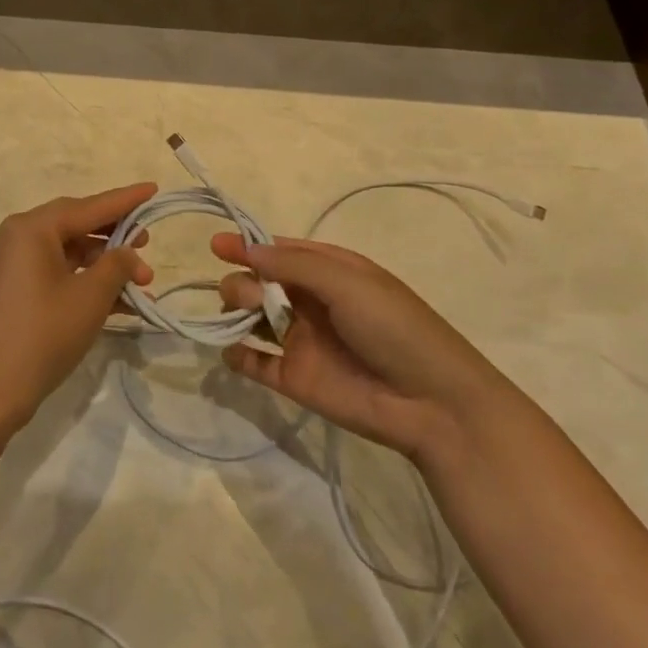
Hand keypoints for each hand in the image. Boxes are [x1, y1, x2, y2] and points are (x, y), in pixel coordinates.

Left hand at [0, 184, 156, 434]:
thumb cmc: (42, 334)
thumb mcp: (89, 297)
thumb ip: (116, 265)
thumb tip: (128, 253)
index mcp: (32, 229)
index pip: (88, 206)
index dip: (125, 200)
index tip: (153, 189)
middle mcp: (17, 239)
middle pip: (76, 226)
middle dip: (115, 237)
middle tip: (147, 243)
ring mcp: (12, 267)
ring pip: (68, 254)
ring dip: (104, 267)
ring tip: (141, 284)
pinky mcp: (12, 294)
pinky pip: (56, 276)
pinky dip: (84, 284)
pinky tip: (118, 304)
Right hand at [213, 234, 495, 462]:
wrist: (430, 402)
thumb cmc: (393, 327)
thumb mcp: (347, 282)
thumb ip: (293, 265)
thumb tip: (247, 250)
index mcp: (329, 271)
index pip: (280, 252)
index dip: (248, 246)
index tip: (216, 246)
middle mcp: (310, 302)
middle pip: (259, 283)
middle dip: (244, 283)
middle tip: (253, 299)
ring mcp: (300, 340)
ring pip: (250, 318)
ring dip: (235, 312)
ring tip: (241, 320)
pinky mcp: (293, 378)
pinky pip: (253, 363)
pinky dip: (236, 355)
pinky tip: (234, 351)